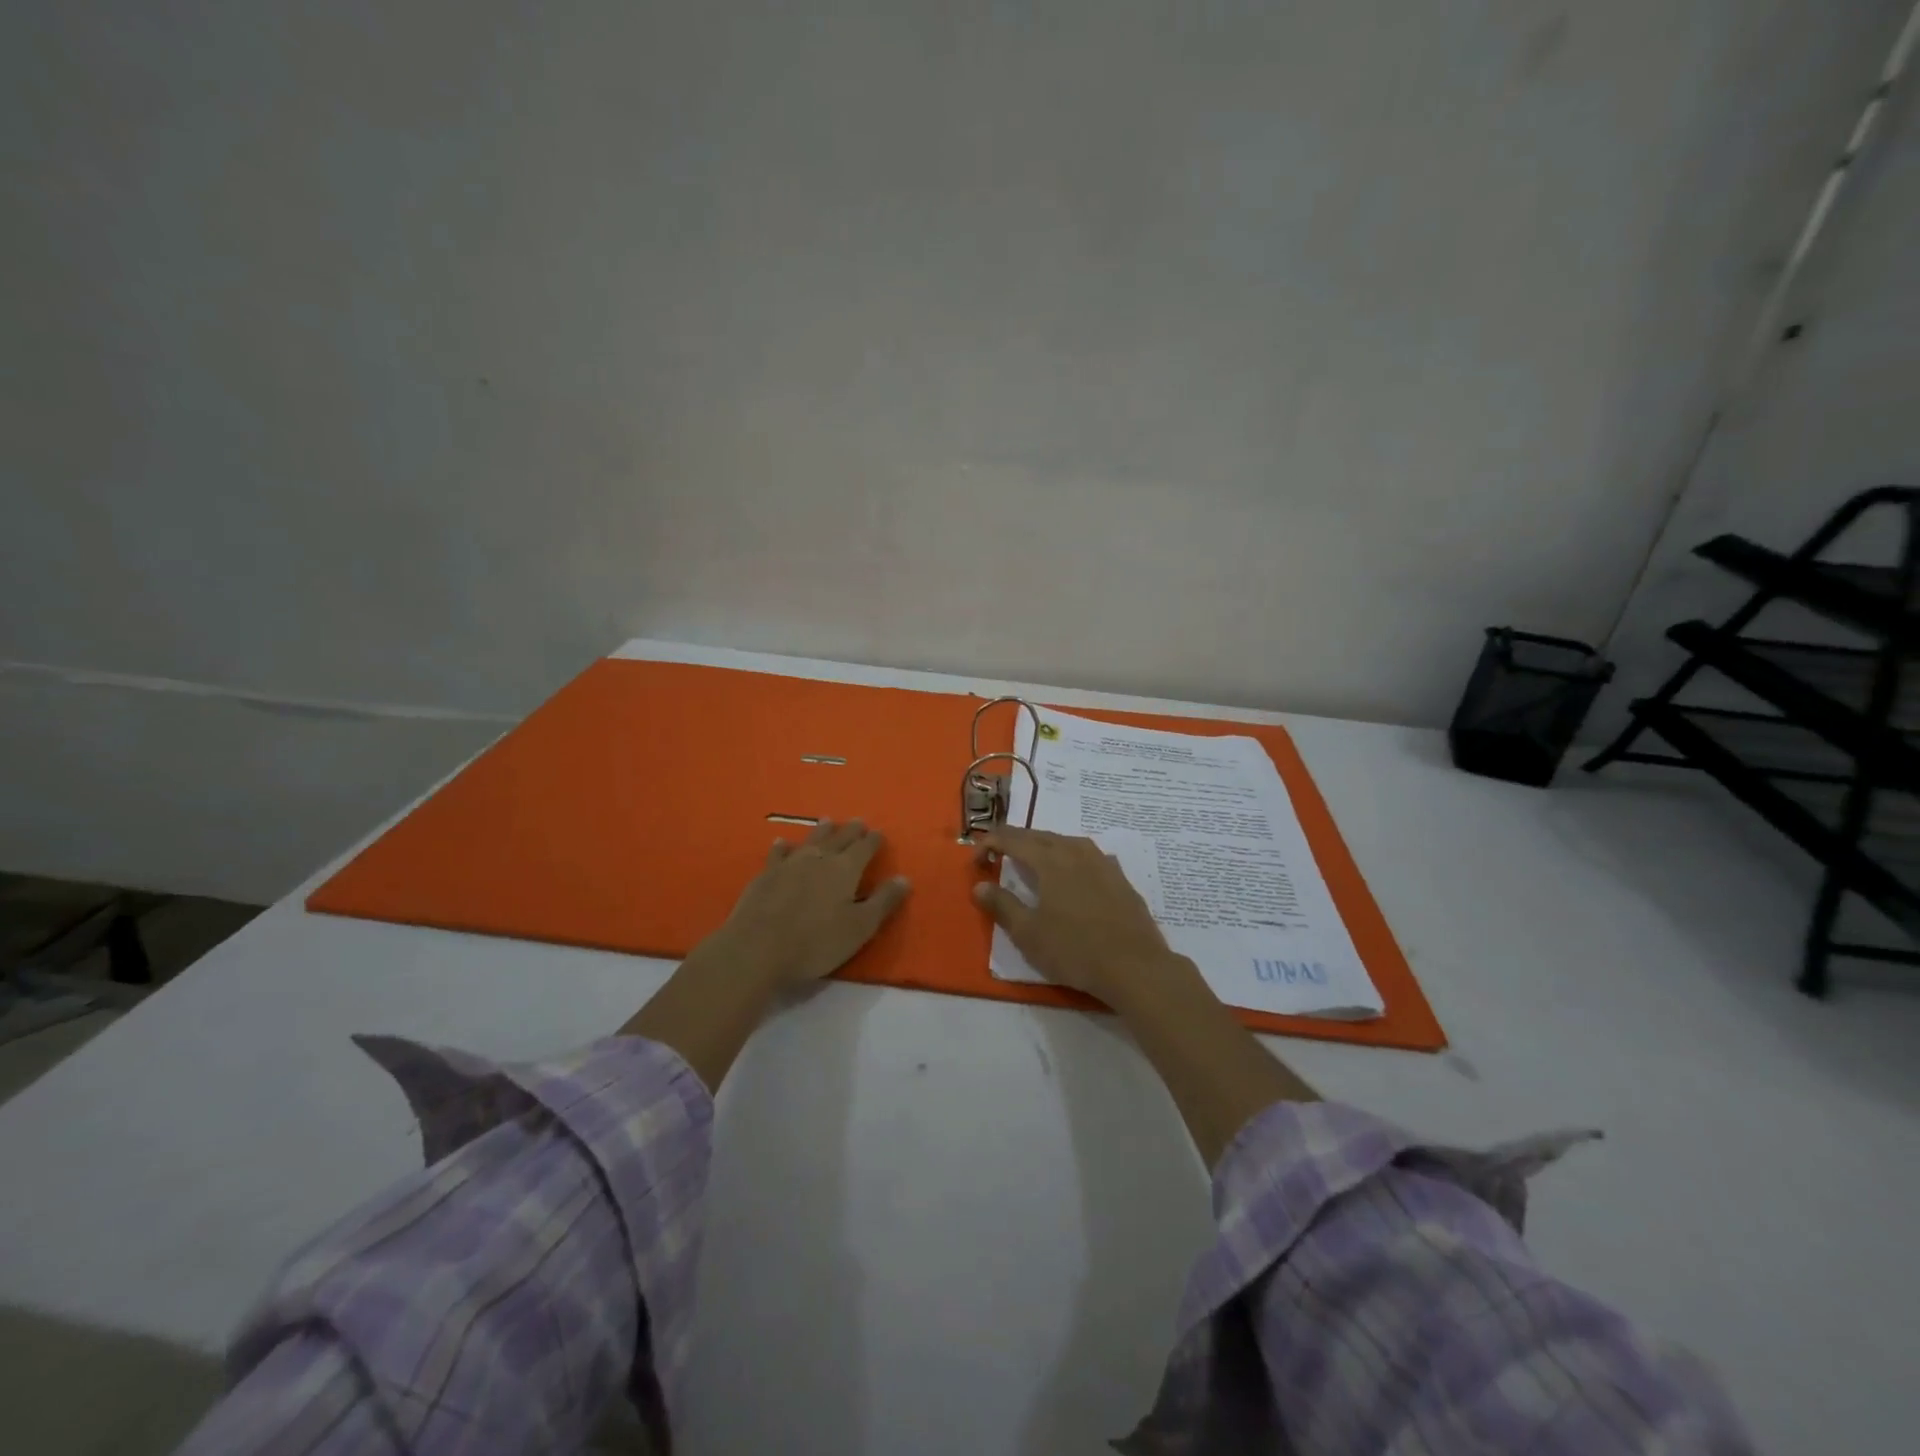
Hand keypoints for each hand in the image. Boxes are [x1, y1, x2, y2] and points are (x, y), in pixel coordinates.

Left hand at [706, 818, 911, 988]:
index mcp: (845, 869)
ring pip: (810, 840)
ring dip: (821, 830)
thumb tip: (904, 878)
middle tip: (858, 821)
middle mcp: (819, 858)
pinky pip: (778, 853)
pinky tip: (782, 843)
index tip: (879, 834)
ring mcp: (789, 864)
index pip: (865, 848)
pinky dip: (783, 847)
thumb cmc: (816, 942)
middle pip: (839, 838)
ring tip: (827, 821)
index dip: (873, 841)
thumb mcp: (860, 927)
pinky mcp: (765, 875)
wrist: (757, 948)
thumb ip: (883, 901)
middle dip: (851, 830)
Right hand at [972, 826, 1178, 1008]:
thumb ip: (1002, 905)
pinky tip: (1071, 874)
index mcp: (1049, 859)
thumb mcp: (1028, 934)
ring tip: (1032, 862)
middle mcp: (1075, 851)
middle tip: (998, 857)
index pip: (1011, 838)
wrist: (1135, 966)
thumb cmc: (1075, 950)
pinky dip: (1069, 857)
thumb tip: (980, 885)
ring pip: (1065, 841)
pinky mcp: (1120, 878)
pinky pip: (1087, 855)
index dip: (989, 844)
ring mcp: (1102, 862)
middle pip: (1038, 835)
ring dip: (1043, 846)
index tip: (976, 862)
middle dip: (1014, 842)